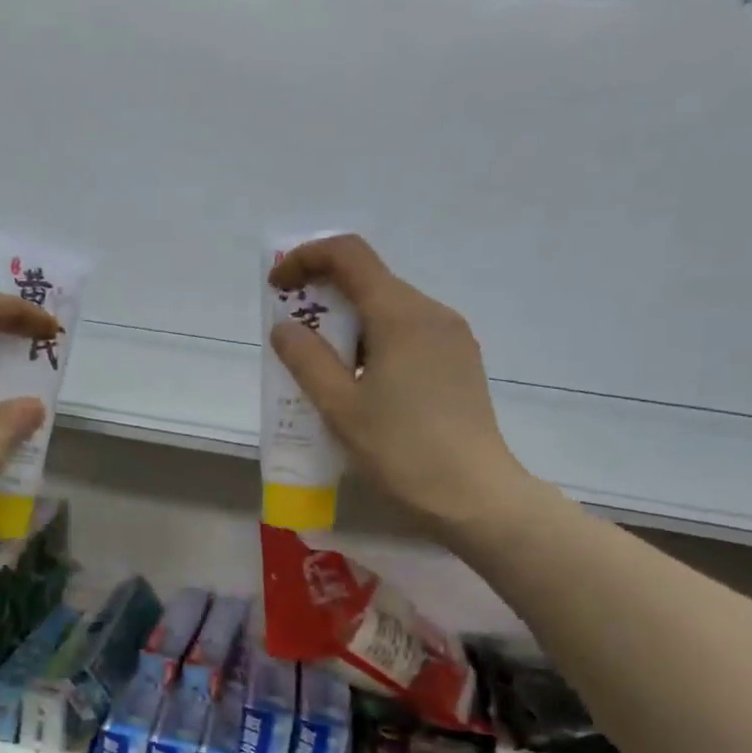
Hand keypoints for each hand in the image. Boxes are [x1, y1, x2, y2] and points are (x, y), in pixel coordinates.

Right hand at [269, 235, 541, 541]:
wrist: (474, 496)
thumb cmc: (401, 450)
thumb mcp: (340, 407)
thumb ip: (307, 360)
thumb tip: (285, 328)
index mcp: (401, 315)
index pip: (349, 256)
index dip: (306, 259)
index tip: (277, 289)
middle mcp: (432, 313)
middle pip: (370, 282)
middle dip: (325, 299)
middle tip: (294, 340)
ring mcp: (452, 338)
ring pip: (389, 312)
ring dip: (348, 327)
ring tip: (324, 374)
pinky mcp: (460, 364)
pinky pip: (408, 336)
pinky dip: (374, 346)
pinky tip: (361, 388)